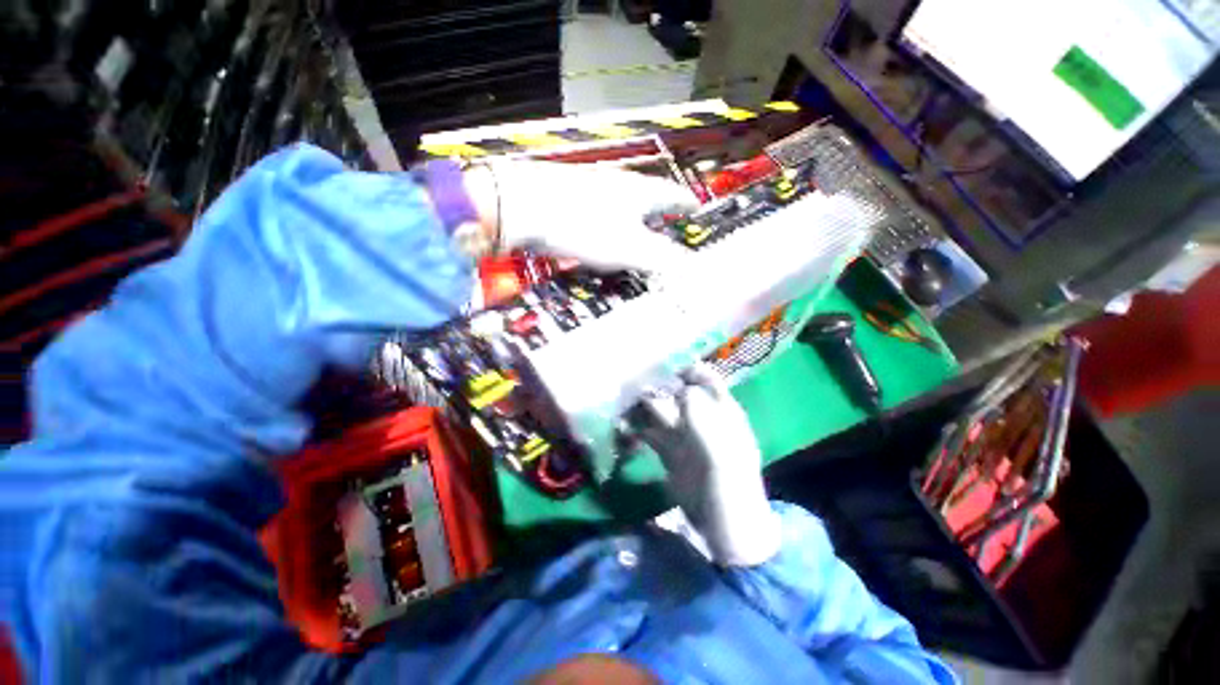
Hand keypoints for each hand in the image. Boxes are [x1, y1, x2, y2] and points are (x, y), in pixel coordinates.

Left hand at [469, 160, 695, 272]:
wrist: (521, 206)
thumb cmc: (581, 224)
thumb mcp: (629, 248)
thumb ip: (662, 259)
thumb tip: (693, 271)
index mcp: (639, 192)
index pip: (673, 196)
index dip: (686, 205)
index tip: (695, 210)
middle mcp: (618, 184)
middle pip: (648, 197)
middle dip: (660, 212)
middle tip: (668, 226)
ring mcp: (592, 187)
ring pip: (623, 202)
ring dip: (634, 218)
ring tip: (638, 234)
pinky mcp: (570, 196)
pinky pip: (600, 211)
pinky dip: (609, 224)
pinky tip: (601, 234)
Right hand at [634, 364, 780, 565]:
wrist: (725, 529)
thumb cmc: (729, 487)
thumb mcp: (718, 449)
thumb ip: (700, 415)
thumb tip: (681, 387)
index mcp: (721, 411)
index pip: (703, 378)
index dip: (683, 367)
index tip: (657, 361)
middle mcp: (701, 418)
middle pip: (676, 392)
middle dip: (655, 384)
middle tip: (629, 379)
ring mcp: (684, 436)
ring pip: (660, 411)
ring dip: (641, 405)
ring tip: (619, 398)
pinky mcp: (669, 453)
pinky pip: (650, 433)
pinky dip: (635, 428)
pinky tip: (620, 425)